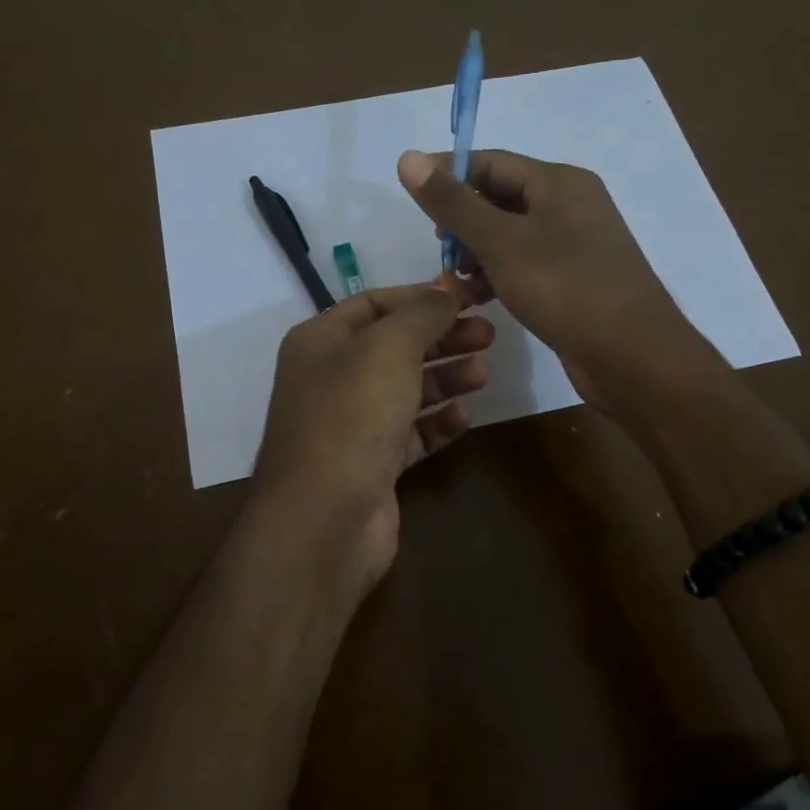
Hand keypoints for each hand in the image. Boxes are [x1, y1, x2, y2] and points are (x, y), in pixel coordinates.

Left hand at [251, 282, 493, 596]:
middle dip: (442, 337)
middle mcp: (332, 378)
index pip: (375, 303)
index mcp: (321, 341)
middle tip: (489, 335)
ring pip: (405, 390)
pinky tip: (463, 419)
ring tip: (483, 373)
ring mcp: (351, 424)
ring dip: (445, 378)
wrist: (324, 519)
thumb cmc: (351, 417)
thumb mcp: (388, 348)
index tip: (469, 297)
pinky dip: (437, 424)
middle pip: (395, 346)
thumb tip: (447, 290)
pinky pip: (410, 434)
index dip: (422, 297)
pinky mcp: (372, 464)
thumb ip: (422, 313)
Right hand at [396, 149, 716, 411]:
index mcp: (558, 182)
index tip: (410, 194)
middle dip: (462, 222)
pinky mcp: (575, 279)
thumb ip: (453, 202)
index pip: (490, 162)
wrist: (632, 355)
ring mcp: (576, 244)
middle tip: (438, 251)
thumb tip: (408, 157)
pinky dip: (499, 275)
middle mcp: (570, 205)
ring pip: (511, 236)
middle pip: (500, 198)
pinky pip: (526, 264)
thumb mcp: (500, 242)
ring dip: (477, 254)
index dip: (447, 173)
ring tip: (452, 282)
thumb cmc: (564, 288)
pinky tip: (479, 299)